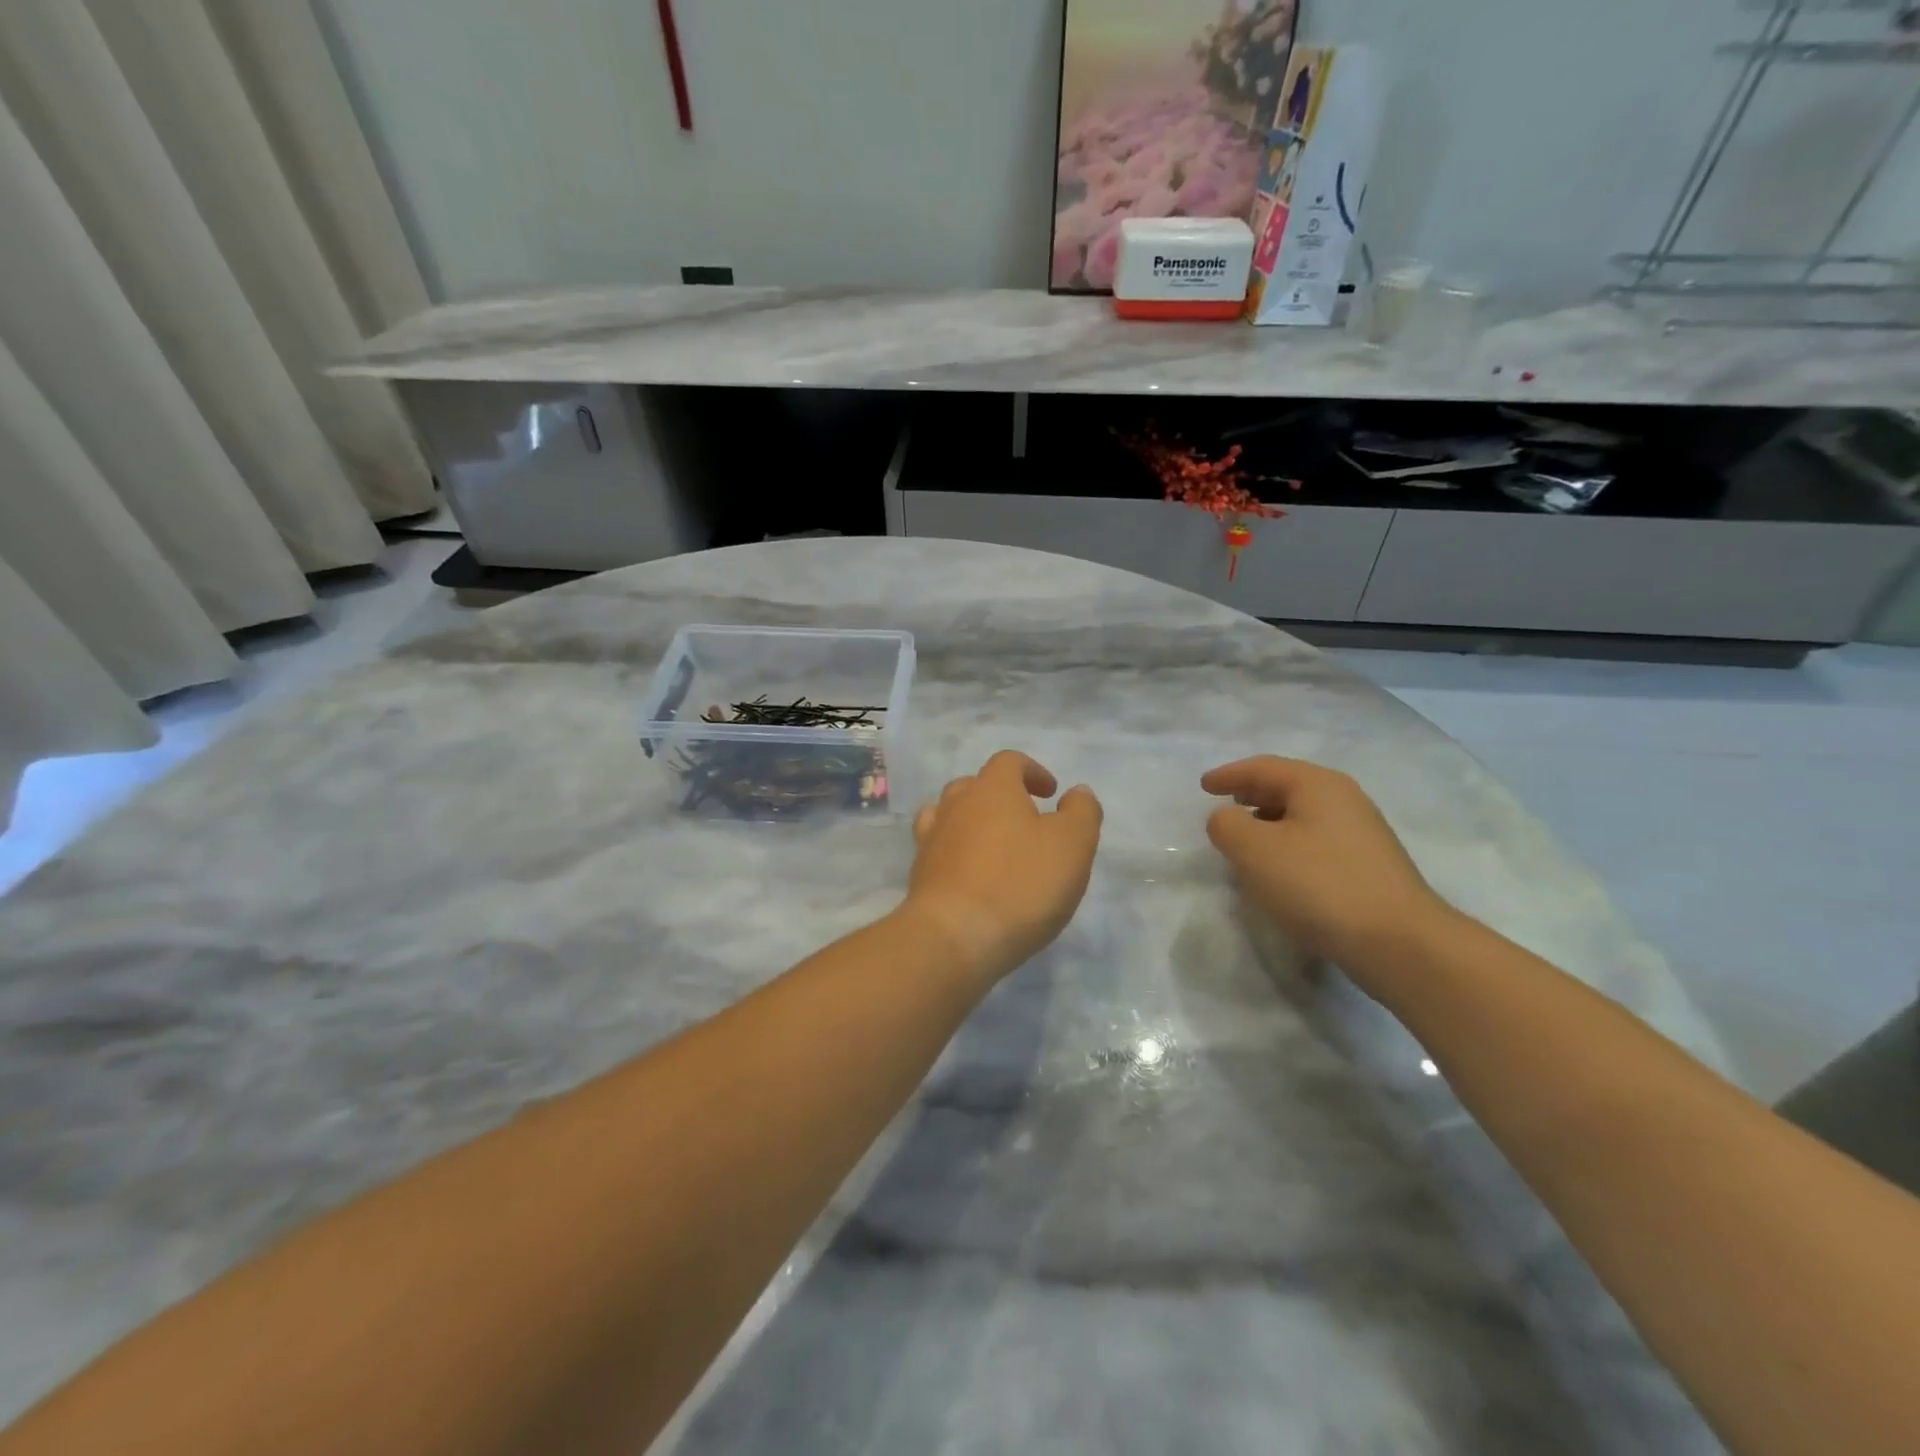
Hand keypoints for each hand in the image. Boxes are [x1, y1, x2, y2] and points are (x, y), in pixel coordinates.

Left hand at [904, 751, 1102, 983]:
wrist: (955, 937)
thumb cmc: (1021, 883)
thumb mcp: (1072, 844)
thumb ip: (1081, 812)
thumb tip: (1076, 793)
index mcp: (992, 789)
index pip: (1009, 762)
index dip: (1032, 771)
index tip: (1051, 794)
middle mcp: (955, 805)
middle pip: (975, 785)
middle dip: (1001, 796)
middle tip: (1025, 820)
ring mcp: (932, 839)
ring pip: (950, 814)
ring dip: (973, 822)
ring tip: (995, 846)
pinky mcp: (920, 874)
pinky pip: (939, 849)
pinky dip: (956, 852)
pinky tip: (972, 874)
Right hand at [1202, 756, 1453, 982]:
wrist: (1398, 942)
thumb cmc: (1318, 885)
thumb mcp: (1254, 850)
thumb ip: (1227, 825)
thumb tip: (1227, 820)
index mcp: (1318, 785)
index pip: (1264, 768)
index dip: (1229, 775)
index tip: (1204, 786)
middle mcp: (1345, 800)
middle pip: (1288, 787)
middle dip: (1252, 795)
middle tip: (1225, 806)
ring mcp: (1363, 834)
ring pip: (1303, 816)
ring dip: (1270, 823)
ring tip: (1247, 841)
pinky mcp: (1370, 867)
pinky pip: (1317, 842)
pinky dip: (1290, 846)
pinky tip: (1281, 871)